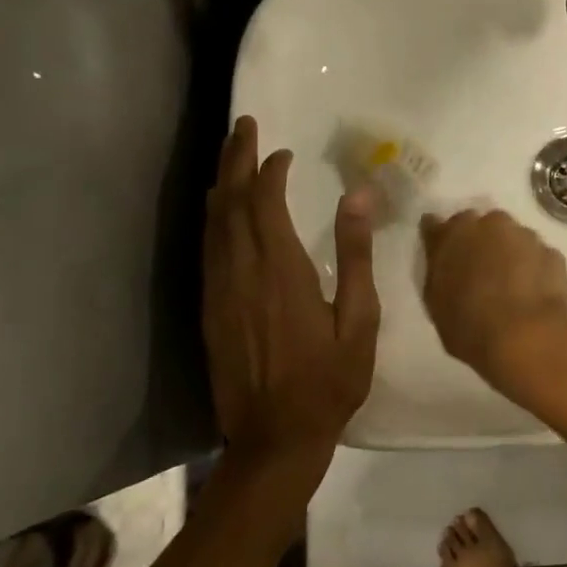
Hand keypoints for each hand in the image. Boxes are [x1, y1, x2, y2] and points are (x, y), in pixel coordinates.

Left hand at [203, 117, 379, 474]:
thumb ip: (355, 255)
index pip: (265, 203)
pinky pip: (207, 250)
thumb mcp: (359, 320)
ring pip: (213, 223)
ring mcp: (220, 292)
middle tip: (243, 125)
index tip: (284, 152)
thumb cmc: (328, 381)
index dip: (271, 171)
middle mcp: (242, 273)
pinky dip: (213, 218)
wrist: (274, 441)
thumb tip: (358, 195)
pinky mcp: (210, 310)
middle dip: (236, 159)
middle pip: (231, 202)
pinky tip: (219, 207)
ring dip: (221, 182)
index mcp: (280, 271)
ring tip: (229, 152)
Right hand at [419, 209, 566, 397]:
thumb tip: (441, 255)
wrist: (528, 335)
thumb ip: (438, 272)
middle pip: (478, 225)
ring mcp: (523, 234)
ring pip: (510, 237)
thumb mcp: (437, 304)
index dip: (439, 238)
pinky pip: (535, 255)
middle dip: (476, 241)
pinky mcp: (551, 251)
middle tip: (477, 271)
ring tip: (508, 285)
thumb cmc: (470, 325)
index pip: (435, 225)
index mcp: (452, 235)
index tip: (440, 251)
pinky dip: (532, 267)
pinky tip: (531, 292)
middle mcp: (488, 223)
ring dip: (507, 252)